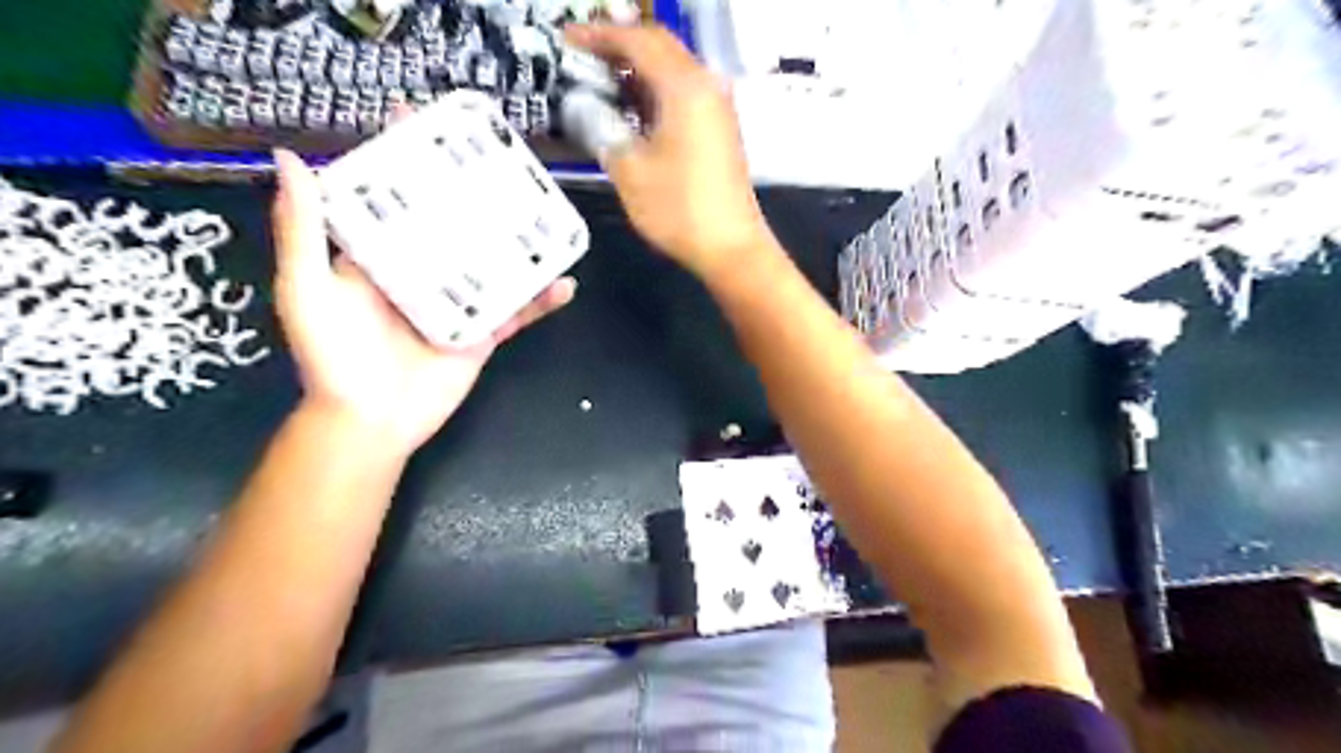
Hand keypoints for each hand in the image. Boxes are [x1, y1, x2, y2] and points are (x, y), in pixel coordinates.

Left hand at [266, 146, 572, 449]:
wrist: (371, 423)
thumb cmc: (333, 358)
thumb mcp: (308, 290)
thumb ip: (303, 231)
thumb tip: (291, 158)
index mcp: (381, 256)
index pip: (397, 198)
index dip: (408, 161)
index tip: (427, 122)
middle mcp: (423, 272)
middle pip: (454, 224)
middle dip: (475, 192)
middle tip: (502, 161)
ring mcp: (458, 302)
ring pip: (494, 263)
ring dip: (520, 242)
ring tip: (546, 213)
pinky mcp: (483, 333)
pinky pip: (517, 312)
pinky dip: (541, 300)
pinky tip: (565, 283)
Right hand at [564, 23, 774, 280]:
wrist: (730, 247)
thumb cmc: (680, 210)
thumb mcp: (630, 171)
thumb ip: (603, 130)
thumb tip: (587, 110)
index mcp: (685, 87)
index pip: (638, 40)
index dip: (598, 35)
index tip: (567, 39)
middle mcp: (706, 86)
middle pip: (659, 46)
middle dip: (618, 46)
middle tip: (581, 57)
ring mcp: (717, 107)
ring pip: (672, 69)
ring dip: (636, 69)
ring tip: (599, 81)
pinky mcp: (719, 129)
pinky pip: (683, 93)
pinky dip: (654, 91)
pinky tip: (630, 109)